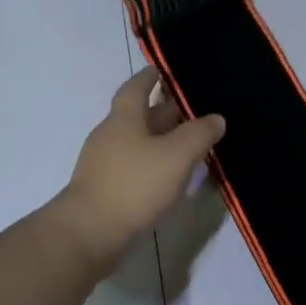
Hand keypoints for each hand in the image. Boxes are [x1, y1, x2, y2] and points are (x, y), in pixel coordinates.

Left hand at [54, 68, 225, 266]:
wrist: (89, 234)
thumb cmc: (134, 185)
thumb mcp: (176, 156)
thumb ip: (199, 134)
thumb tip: (216, 118)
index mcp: (124, 118)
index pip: (136, 87)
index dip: (150, 77)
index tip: (164, 70)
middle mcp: (110, 135)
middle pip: (139, 116)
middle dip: (164, 112)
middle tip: (194, 110)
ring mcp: (104, 164)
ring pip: (138, 143)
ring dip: (161, 141)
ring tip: (190, 145)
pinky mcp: (104, 190)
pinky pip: (134, 168)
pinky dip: (153, 166)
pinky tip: (171, 178)